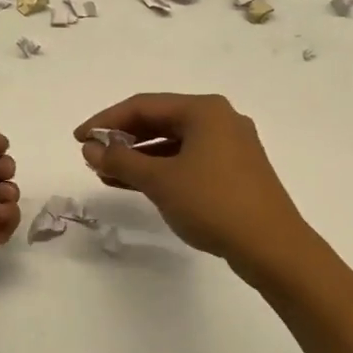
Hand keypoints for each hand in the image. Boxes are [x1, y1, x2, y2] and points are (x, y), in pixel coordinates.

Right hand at [74, 94, 320, 284]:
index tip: (79, 138)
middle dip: (123, 138)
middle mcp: (219, 118)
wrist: (273, 247)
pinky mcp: (236, 170)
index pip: (143, 105)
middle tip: (92, 156)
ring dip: (140, 156)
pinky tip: (139, 184)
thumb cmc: (213, 203)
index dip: (106, 120)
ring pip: (175, 142)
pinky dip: (162, 168)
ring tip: (108, 174)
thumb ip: (121, 160)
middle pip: (160, 120)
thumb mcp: (161, 181)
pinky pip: (189, 159)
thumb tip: (91, 148)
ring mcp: (231, 145)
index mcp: (204, 109)